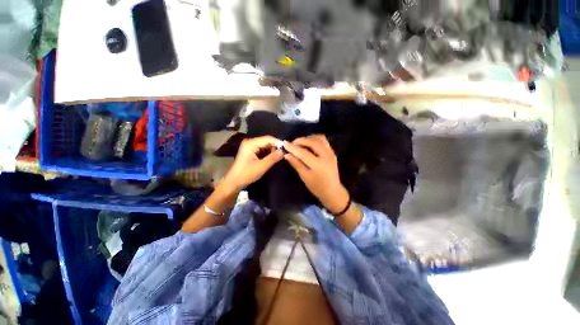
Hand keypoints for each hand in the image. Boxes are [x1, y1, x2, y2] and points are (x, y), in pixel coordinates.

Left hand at [222, 136, 283, 191]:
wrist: (234, 182)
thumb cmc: (246, 174)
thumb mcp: (261, 167)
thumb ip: (273, 158)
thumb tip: (283, 151)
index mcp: (251, 143)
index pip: (268, 139)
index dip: (278, 143)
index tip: (287, 149)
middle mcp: (250, 142)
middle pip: (267, 141)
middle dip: (276, 147)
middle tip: (284, 154)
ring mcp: (250, 147)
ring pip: (265, 145)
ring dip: (273, 150)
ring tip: (280, 156)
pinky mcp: (251, 151)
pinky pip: (263, 149)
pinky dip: (268, 153)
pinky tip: (273, 158)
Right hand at [283, 135, 349, 213]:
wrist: (332, 191)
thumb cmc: (317, 187)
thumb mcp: (305, 177)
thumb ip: (296, 164)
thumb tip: (287, 154)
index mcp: (318, 165)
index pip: (303, 153)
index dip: (293, 148)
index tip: (284, 143)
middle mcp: (326, 156)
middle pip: (313, 142)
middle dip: (301, 140)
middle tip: (293, 143)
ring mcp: (331, 153)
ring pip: (320, 139)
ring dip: (309, 138)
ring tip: (301, 143)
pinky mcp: (333, 152)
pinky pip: (324, 141)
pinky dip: (315, 139)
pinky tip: (309, 144)